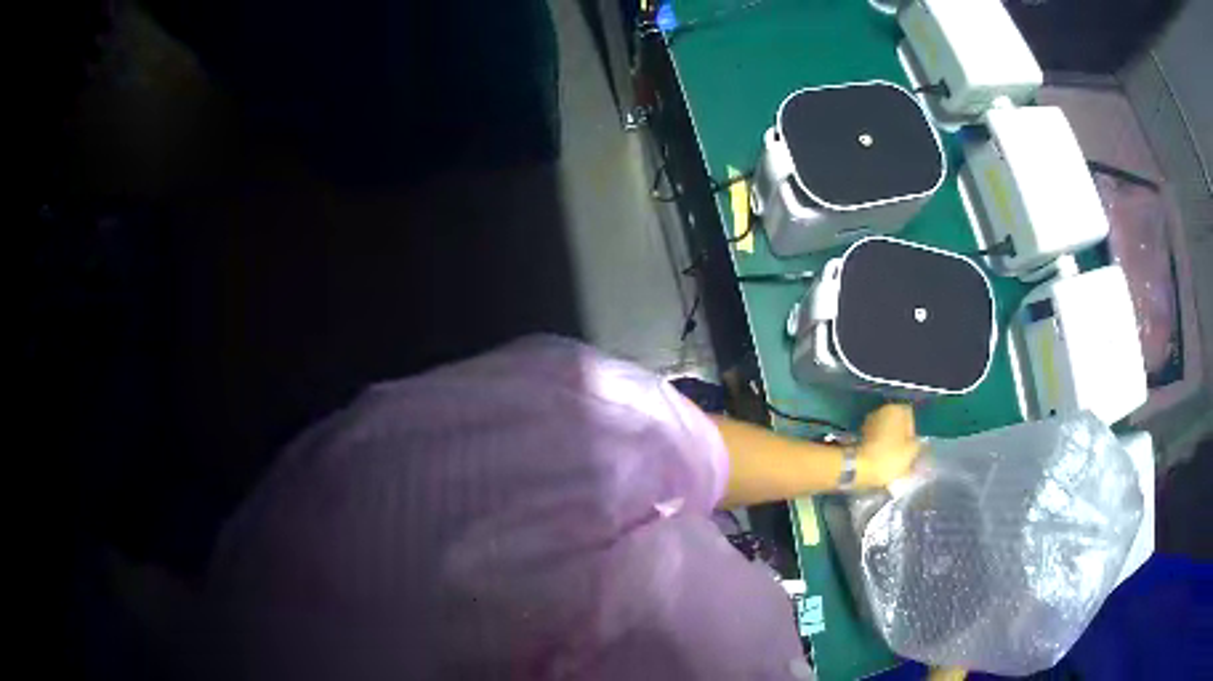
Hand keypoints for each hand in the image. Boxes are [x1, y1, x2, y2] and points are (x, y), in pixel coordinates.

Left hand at [854, 403, 920, 487]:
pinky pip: (875, 439)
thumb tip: (915, 442)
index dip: (913, 431)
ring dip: (890, 442)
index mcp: (895, 409)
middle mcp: (881, 411)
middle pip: (897, 423)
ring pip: (886, 431)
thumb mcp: (911, 451)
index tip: (912, 446)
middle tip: (904, 454)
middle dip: (901, 437)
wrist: (860, 467)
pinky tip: (882, 460)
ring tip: (893, 459)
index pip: (910, 415)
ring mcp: (868, 422)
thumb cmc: (890, 456)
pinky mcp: (859, 435)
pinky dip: (880, 447)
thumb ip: (917, 443)